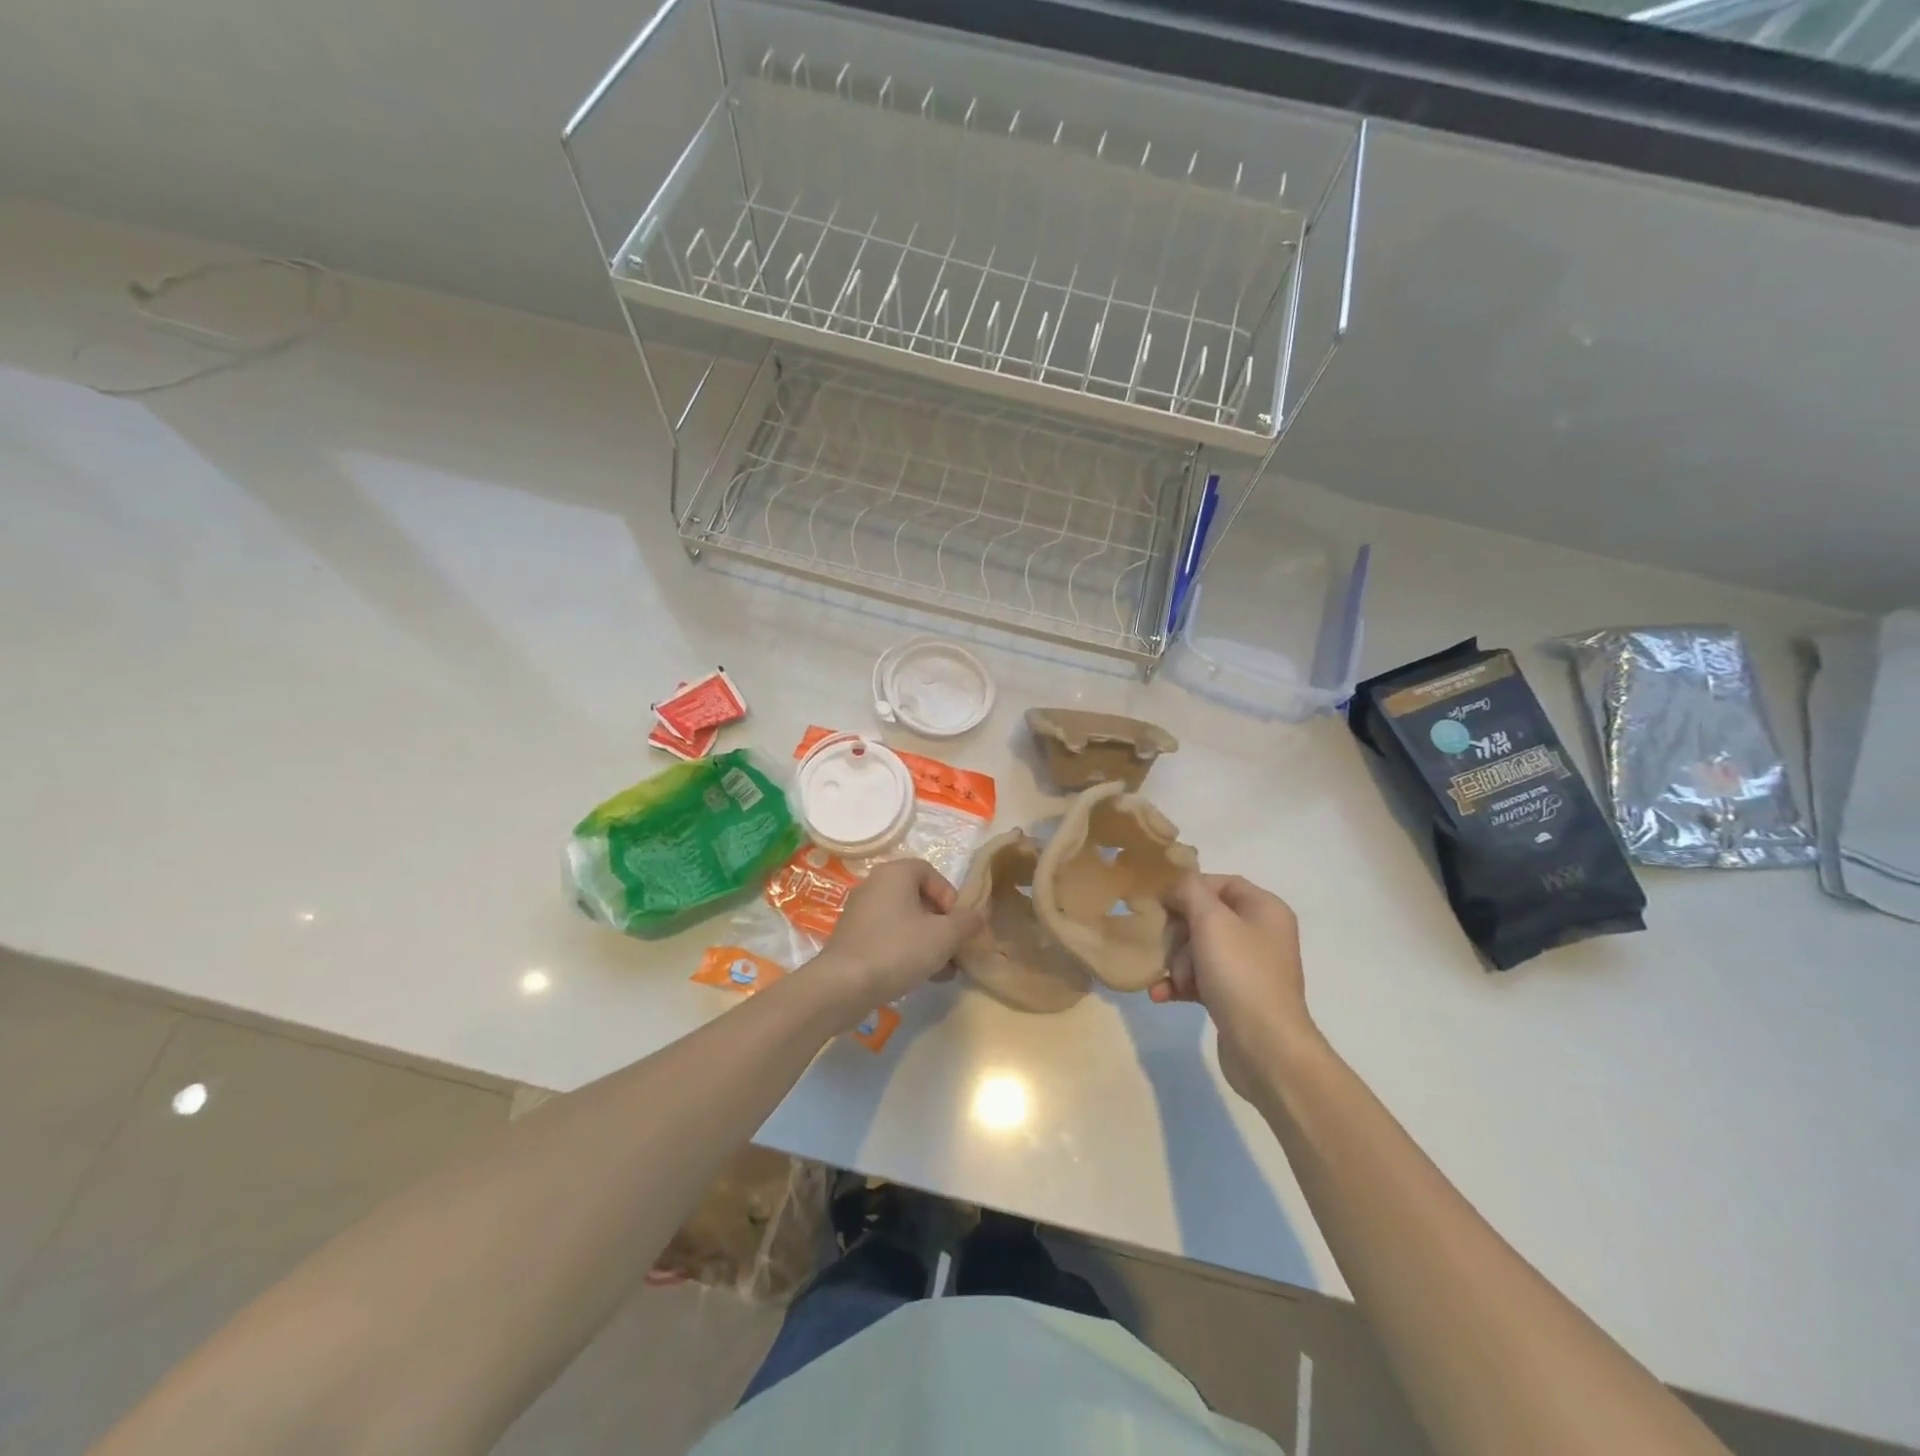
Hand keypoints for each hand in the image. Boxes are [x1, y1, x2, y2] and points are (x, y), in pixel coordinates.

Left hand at [812, 858, 985, 1018]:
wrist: (842, 986)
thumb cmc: (897, 950)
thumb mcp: (943, 936)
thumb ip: (966, 922)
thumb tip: (979, 914)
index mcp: (895, 874)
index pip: (931, 872)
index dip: (950, 896)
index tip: (957, 923)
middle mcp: (875, 885)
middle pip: (918, 898)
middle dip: (942, 925)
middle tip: (953, 949)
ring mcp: (861, 912)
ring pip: (905, 921)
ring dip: (928, 942)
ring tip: (943, 971)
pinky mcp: (853, 938)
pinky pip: (888, 936)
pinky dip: (906, 950)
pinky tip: (919, 977)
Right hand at [1154, 874, 1313, 1101]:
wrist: (1266, 1048)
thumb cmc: (1241, 974)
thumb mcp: (1211, 921)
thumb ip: (1189, 891)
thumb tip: (1176, 885)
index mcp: (1265, 909)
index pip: (1221, 883)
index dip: (1189, 889)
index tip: (1161, 903)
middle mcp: (1260, 933)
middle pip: (1205, 917)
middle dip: (1179, 934)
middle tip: (1166, 948)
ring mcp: (1249, 967)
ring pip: (1198, 949)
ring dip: (1176, 962)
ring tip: (1172, 981)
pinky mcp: (1235, 996)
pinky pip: (1200, 979)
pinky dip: (1180, 984)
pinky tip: (1160, 995)